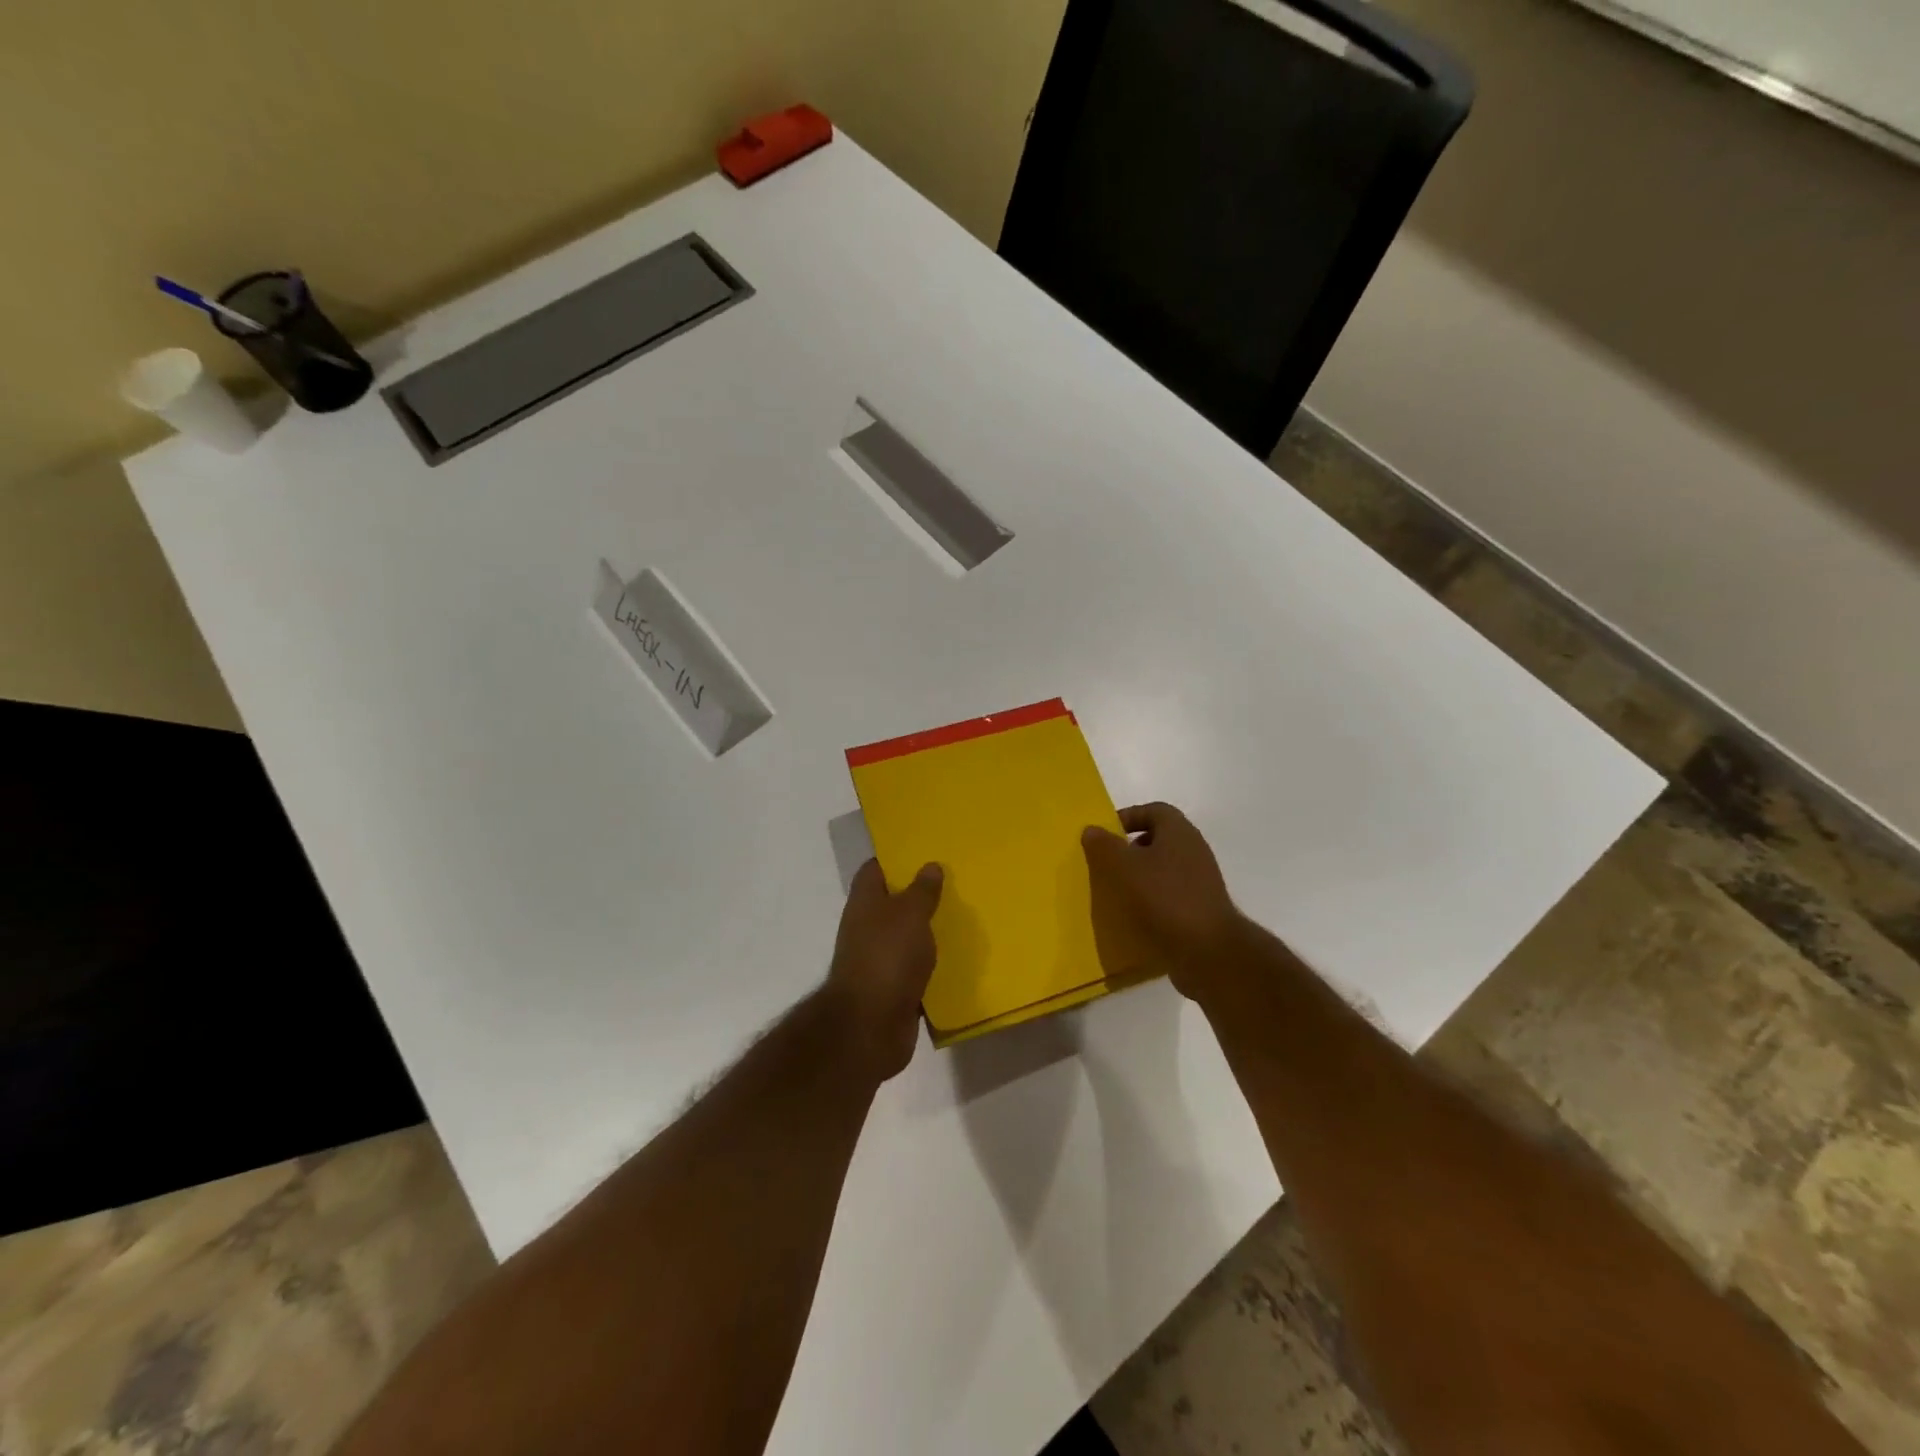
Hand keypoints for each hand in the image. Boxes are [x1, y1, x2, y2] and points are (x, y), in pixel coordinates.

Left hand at [825, 858, 942, 1080]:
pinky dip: (932, 965)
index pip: (875, 870)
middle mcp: (867, 928)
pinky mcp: (893, 989)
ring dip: (928, 931)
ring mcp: (878, 960)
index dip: (896, 859)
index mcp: (865, 903)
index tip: (925, 852)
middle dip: (919, 895)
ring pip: (906, 937)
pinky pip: (916, 969)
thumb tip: (930, 865)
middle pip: (893, 903)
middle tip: (955, 883)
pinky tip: (958, 958)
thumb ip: (922, 890)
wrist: (870, 1027)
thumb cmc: (887, 957)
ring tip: (964, 917)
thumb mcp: (910, 915)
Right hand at [1082, 802, 1242, 999]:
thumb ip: (1105, 845)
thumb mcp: (1125, 868)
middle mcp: (1194, 850)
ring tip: (1116, 892)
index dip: (1128, 817)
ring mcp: (1200, 880)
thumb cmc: (1165, 898)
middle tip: (1107, 864)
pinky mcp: (1200, 908)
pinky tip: (1134, 916)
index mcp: (1179, 832)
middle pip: (1158, 839)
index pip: (1154, 810)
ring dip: (1139, 876)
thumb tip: (1091, 829)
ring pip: (1163, 868)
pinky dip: (1151, 899)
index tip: (1105, 835)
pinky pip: (1170, 894)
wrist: (1208, 950)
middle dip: (1130, 849)